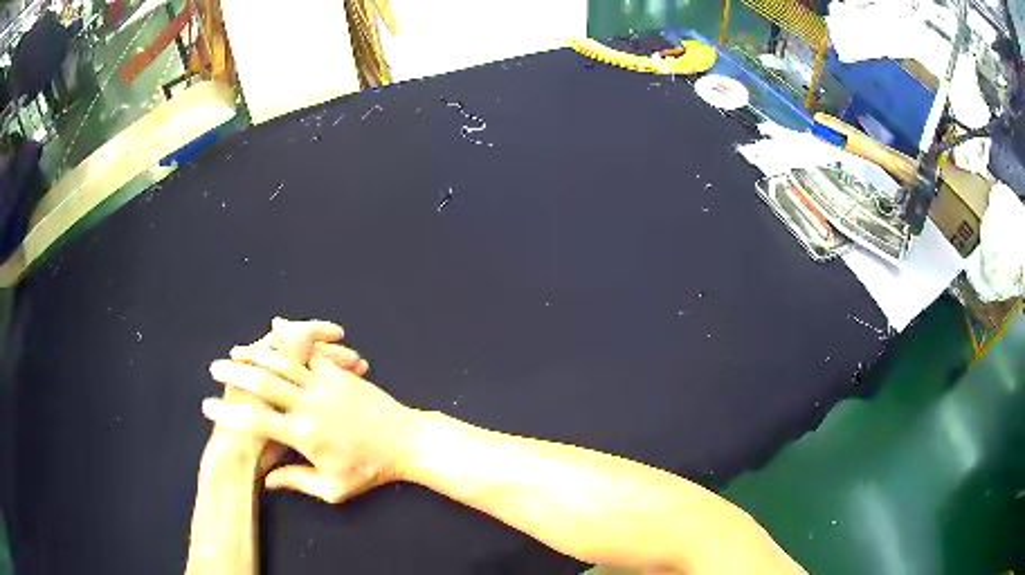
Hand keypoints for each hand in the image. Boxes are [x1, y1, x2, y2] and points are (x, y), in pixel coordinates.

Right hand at [214, 317, 370, 473]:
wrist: (407, 442)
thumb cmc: (370, 470)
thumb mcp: (334, 488)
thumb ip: (297, 482)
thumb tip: (268, 482)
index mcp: (304, 435)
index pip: (256, 422)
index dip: (228, 415)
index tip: (207, 407)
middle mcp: (310, 405)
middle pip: (263, 382)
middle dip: (235, 373)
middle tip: (214, 369)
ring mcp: (325, 385)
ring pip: (283, 361)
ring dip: (256, 353)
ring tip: (236, 351)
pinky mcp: (339, 373)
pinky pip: (310, 353)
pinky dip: (290, 342)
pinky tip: (276, 333)